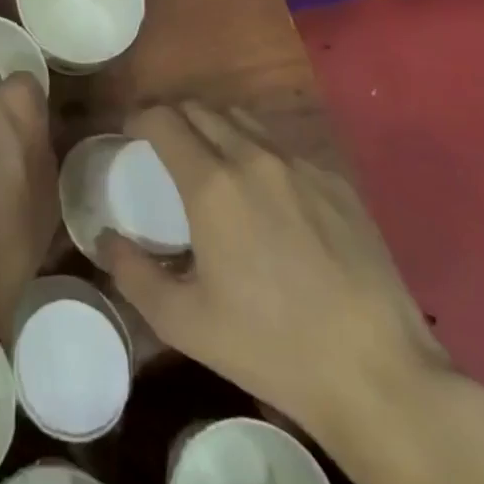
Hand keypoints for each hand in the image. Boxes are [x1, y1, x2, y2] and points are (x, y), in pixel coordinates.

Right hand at [100, 102, 445, 435]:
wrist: (379, 374)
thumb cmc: (271, 347)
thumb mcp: (184, 322)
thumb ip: (133, 273)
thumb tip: (105, 238)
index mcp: (211, 184)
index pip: (161, 119)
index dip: (138, 118)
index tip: (129, 132)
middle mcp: (253, 157)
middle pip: (200, 109)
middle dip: (173, 118)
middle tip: (164, 146)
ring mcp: (300, 166)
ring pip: (244, 120)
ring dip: (216, 128)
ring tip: (213, 162)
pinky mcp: (337, 182)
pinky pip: (285, 148)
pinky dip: (261, 154)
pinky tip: (269, 196)